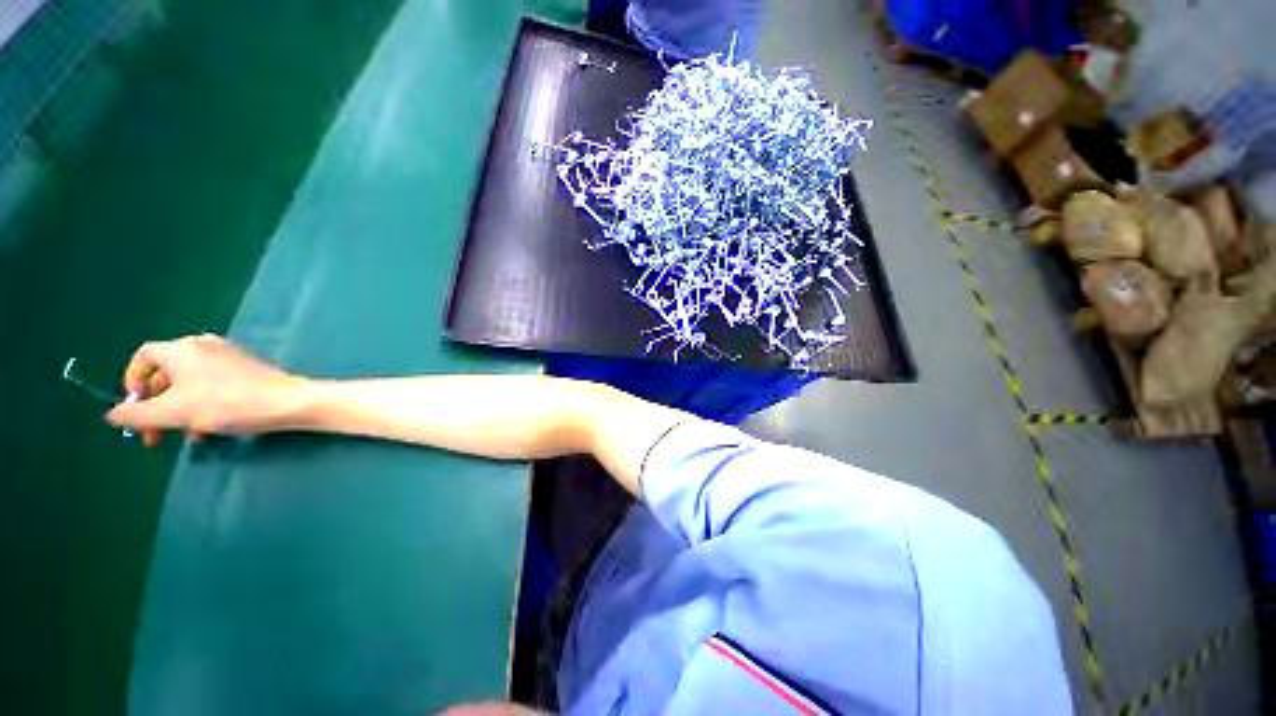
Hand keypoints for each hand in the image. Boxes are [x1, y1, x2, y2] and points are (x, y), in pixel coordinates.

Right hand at [106, 335, 307, 445]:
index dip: (132, 382)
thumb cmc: (227, 403)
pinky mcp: (246, 370)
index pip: (143, 356)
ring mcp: (227, 357)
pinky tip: (210, 431)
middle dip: (156, 407)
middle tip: (155, 438)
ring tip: (188, 438)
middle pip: (165, 374)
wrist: (289, 402)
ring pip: (189, 385)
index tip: (134, 410)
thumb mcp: (173, 413)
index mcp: (182, 348)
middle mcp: (203, 346)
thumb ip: (137, 415)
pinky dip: (203, 407)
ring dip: (180, 412)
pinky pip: (211, 387)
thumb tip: (111, 415)